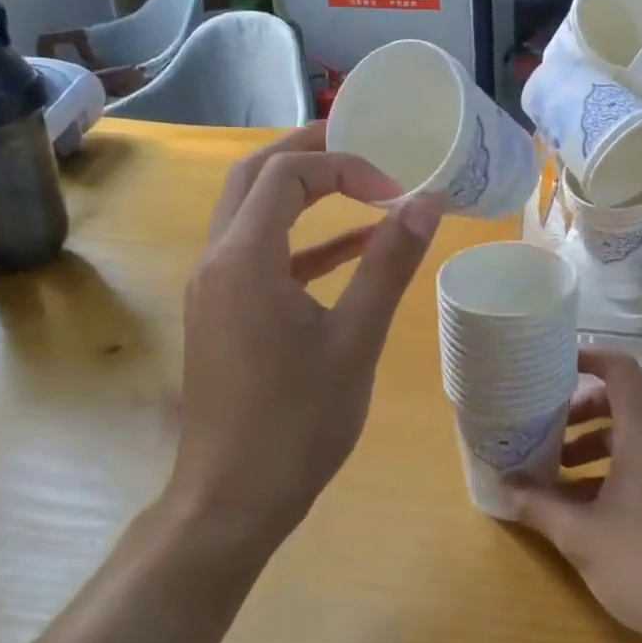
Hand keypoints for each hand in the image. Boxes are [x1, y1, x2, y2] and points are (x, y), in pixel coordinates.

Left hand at [170, 123, 441, 558]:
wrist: (231, 500)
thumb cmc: (297, 422)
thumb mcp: (355, 339)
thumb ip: (389, 264)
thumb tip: (426, 202)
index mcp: (244, 259)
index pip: (287, 174)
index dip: (344, 166)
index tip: (394, 190)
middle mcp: (217, 261)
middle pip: (255, 177)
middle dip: (308, 153)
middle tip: (362, 142)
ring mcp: (215, 288)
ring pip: (251, 212)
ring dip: (301, 191)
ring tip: (358, 180)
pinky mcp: (224, 313)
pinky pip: (261, 255)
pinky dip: (303, 241)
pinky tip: (350, 248)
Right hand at [505, 349, 641, 642]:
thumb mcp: (583, 537)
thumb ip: (540, 506)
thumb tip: (503, 485)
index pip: (619, 368)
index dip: (587, 358)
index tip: (551, 367)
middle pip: (621, 401)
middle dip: (579, 410)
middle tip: (543, 430)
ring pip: (633, 434)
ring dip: (595, 444)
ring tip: (557, 474)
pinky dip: (616, 467)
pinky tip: (590, 508)